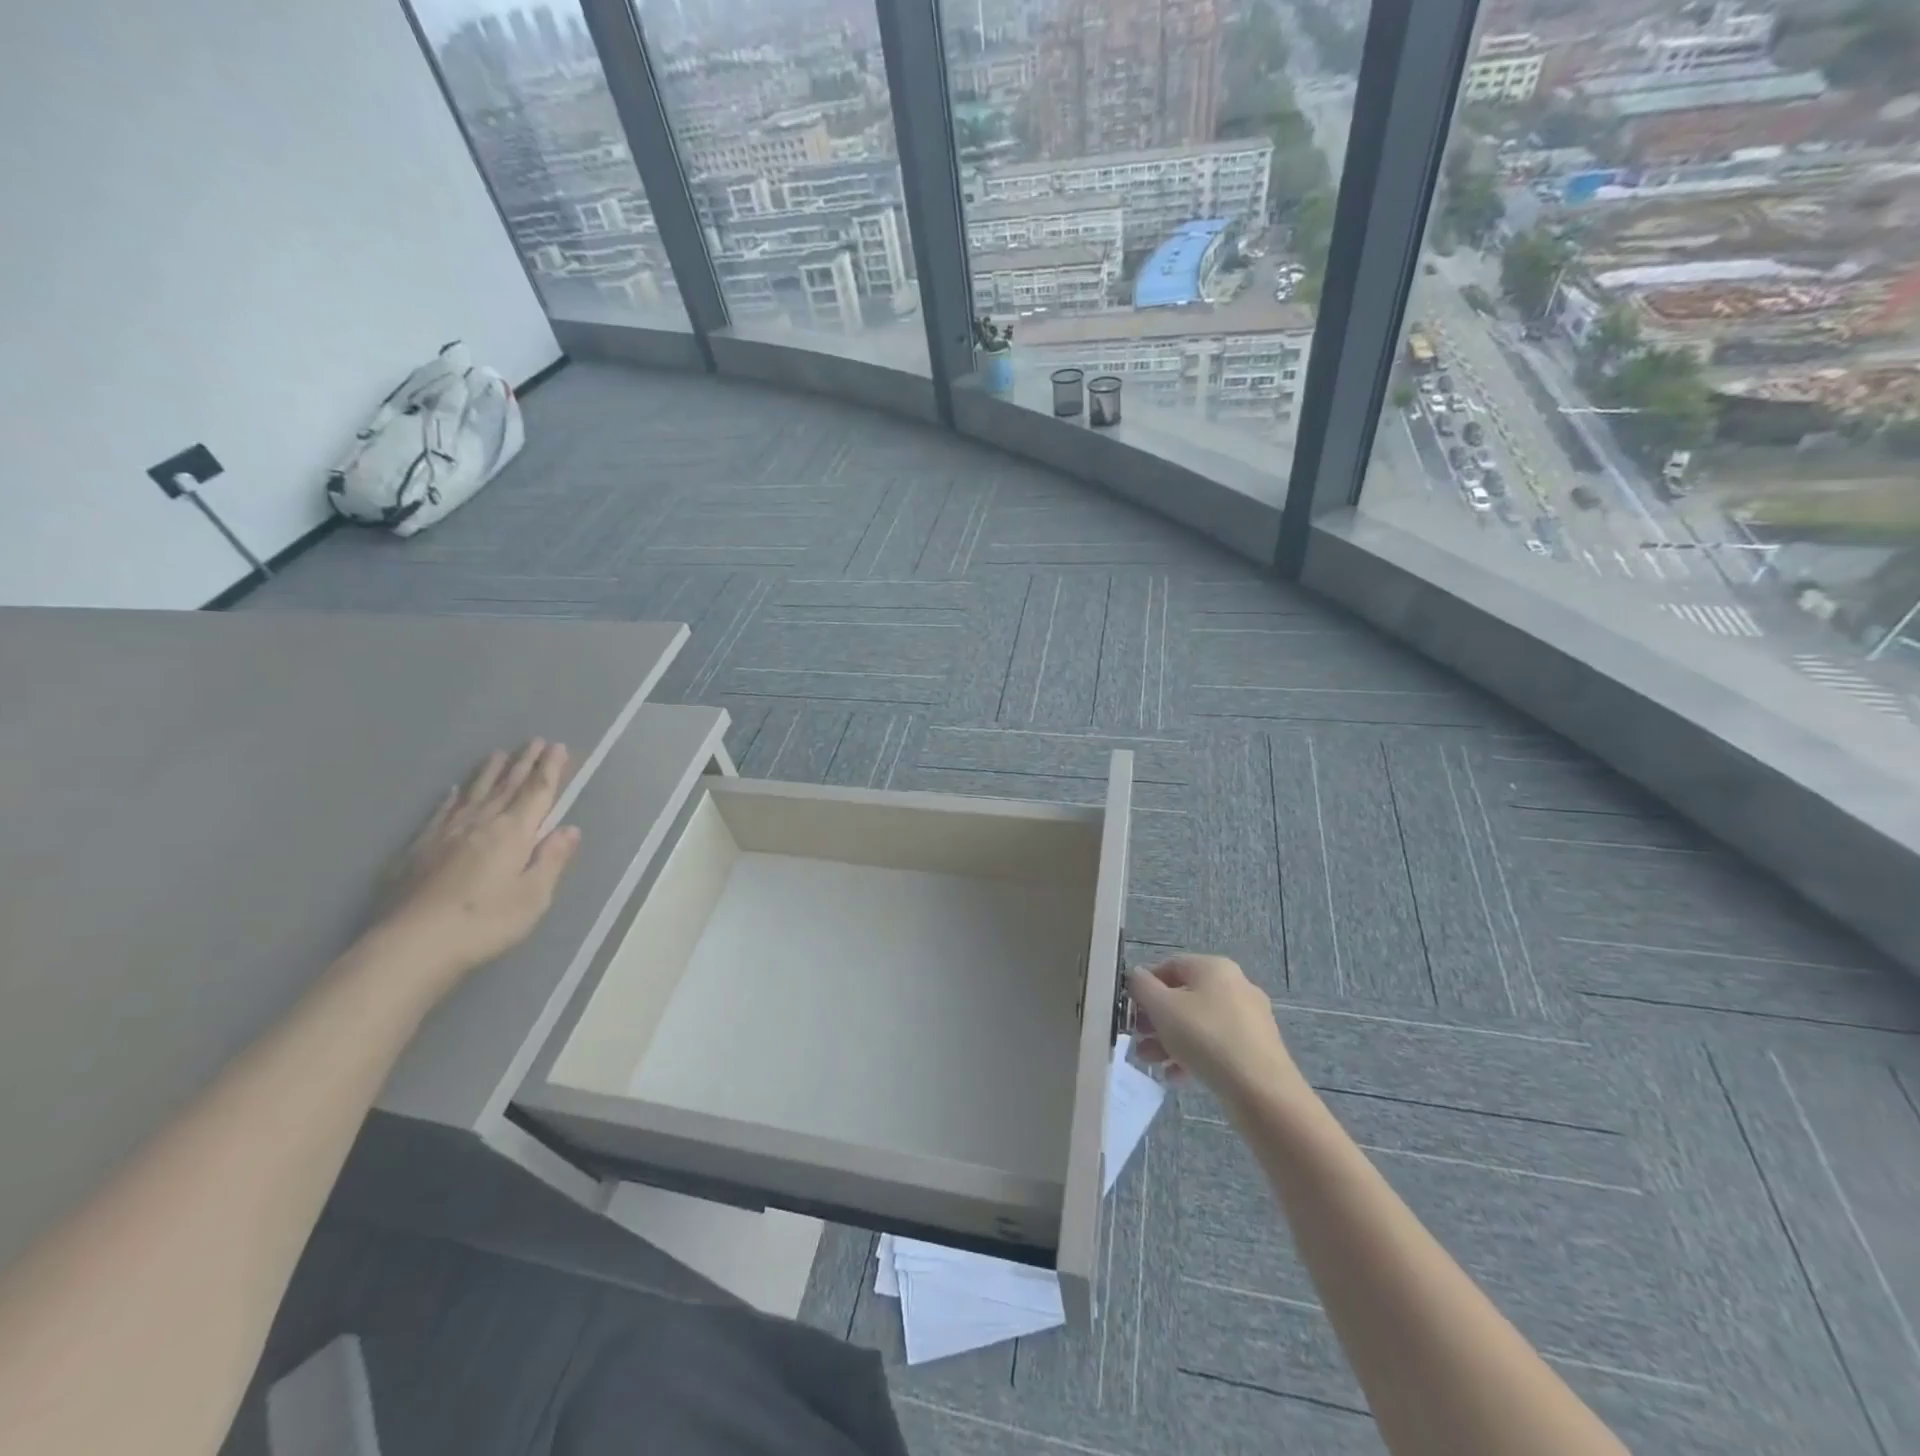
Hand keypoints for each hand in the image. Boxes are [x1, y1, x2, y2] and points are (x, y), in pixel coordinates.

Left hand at [369, 740, 582, 993]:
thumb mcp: (533, 896)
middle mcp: (480, 824)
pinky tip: (454, 791)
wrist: (412, 945)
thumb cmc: (485, 922)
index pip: (537, 793)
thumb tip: (569, 829)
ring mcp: (445, 834)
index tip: (558, 747)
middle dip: (523, 763)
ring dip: (489, 773)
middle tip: (534, 741)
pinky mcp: (419, 850)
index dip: (549, 770)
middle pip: (506, 787)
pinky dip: (453, 798)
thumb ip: (552, 860)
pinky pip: (442, 812)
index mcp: (513, 833)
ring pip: (474, 794)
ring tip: (498, 754)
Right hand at [1126, 954, 1304, 1105]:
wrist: (1261, 1090)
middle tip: (1137, 1040)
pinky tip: (1176, 1077)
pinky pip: (1216, 1045)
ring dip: (1169, 1040)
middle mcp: (1234, 986)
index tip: (1130, 1010)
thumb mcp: (1162, 1008)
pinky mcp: (1256, 1049)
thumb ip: (1142, 986)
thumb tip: (1136, 976)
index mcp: (1213, 968)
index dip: (1144, 986)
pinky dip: (1193, 1056)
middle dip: (1155, 1020)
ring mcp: (1249, 1018)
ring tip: (1151, 1062)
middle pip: (1183, 997)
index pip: (1169, 966)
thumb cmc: (1205, 1037)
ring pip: (1198, 1024)